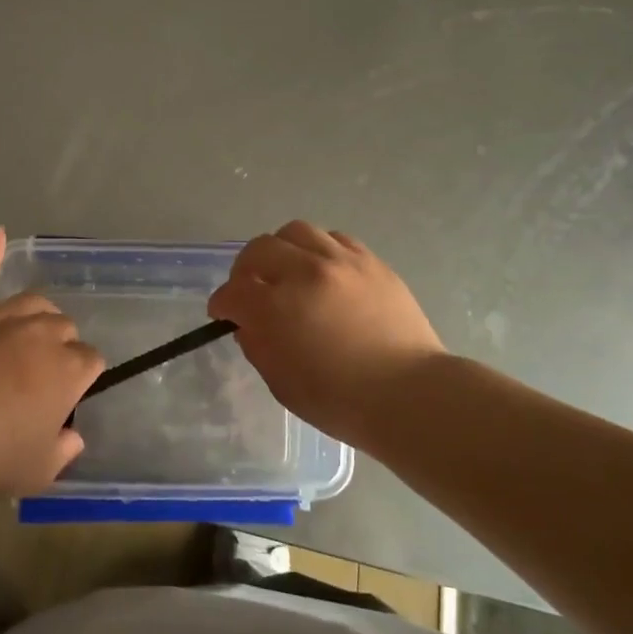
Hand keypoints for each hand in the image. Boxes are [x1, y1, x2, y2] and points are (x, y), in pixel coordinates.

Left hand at [0, 228, 103, 496]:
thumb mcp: (43, 469)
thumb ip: (66, 447)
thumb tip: (72, 434)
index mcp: (68, 369)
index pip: (90, 361)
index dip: (81, 379)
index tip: (66, 398)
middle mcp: (41, 334)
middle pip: (64, 329)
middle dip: (61, 350)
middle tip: (40, 381)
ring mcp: (0, 320)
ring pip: (34, 304)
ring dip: (39, 318)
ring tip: (30, 338)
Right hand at [208, 221, 446, 448]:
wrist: (410, 395)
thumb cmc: (341, 401)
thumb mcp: (281, 383)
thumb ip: (257, 346)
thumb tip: (248, 324)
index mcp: (276, 308)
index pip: (233, 292)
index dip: (222, 303)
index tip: (223, 313)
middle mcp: (304, 273)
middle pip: (259, 249)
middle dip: (245, 270)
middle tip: (250, 289)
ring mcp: (341, 262)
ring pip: (295, 232)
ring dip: (281, 250)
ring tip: (287, 271)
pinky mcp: (370, 261)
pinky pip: (334, 238)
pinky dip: (318, 250)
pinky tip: (322, 271)